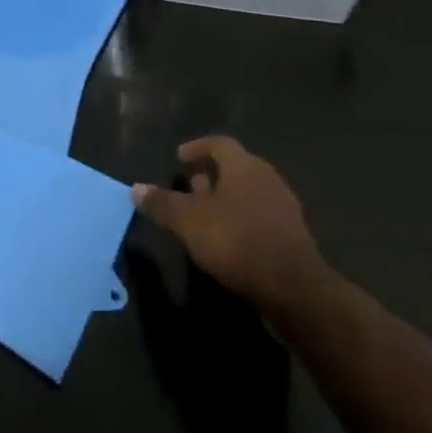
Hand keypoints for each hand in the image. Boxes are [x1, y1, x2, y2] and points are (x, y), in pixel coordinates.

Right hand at [133, 137, 324, 309]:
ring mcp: (283, 206)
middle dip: (210, 176)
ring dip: (226, 200)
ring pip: (248, 193)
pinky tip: (229, 242)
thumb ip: (163, 203)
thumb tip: (136, 188)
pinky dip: (242, 221)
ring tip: (205, 218)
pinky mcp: (292, 236)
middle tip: (189, 188)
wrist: (295, 289)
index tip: (180, 158)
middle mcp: (266, 177)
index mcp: (243, 164)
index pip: (218, 143)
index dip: (197, 148)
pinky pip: (260, 217)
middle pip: (235, 167)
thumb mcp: (189, 221)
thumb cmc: (237, 240)